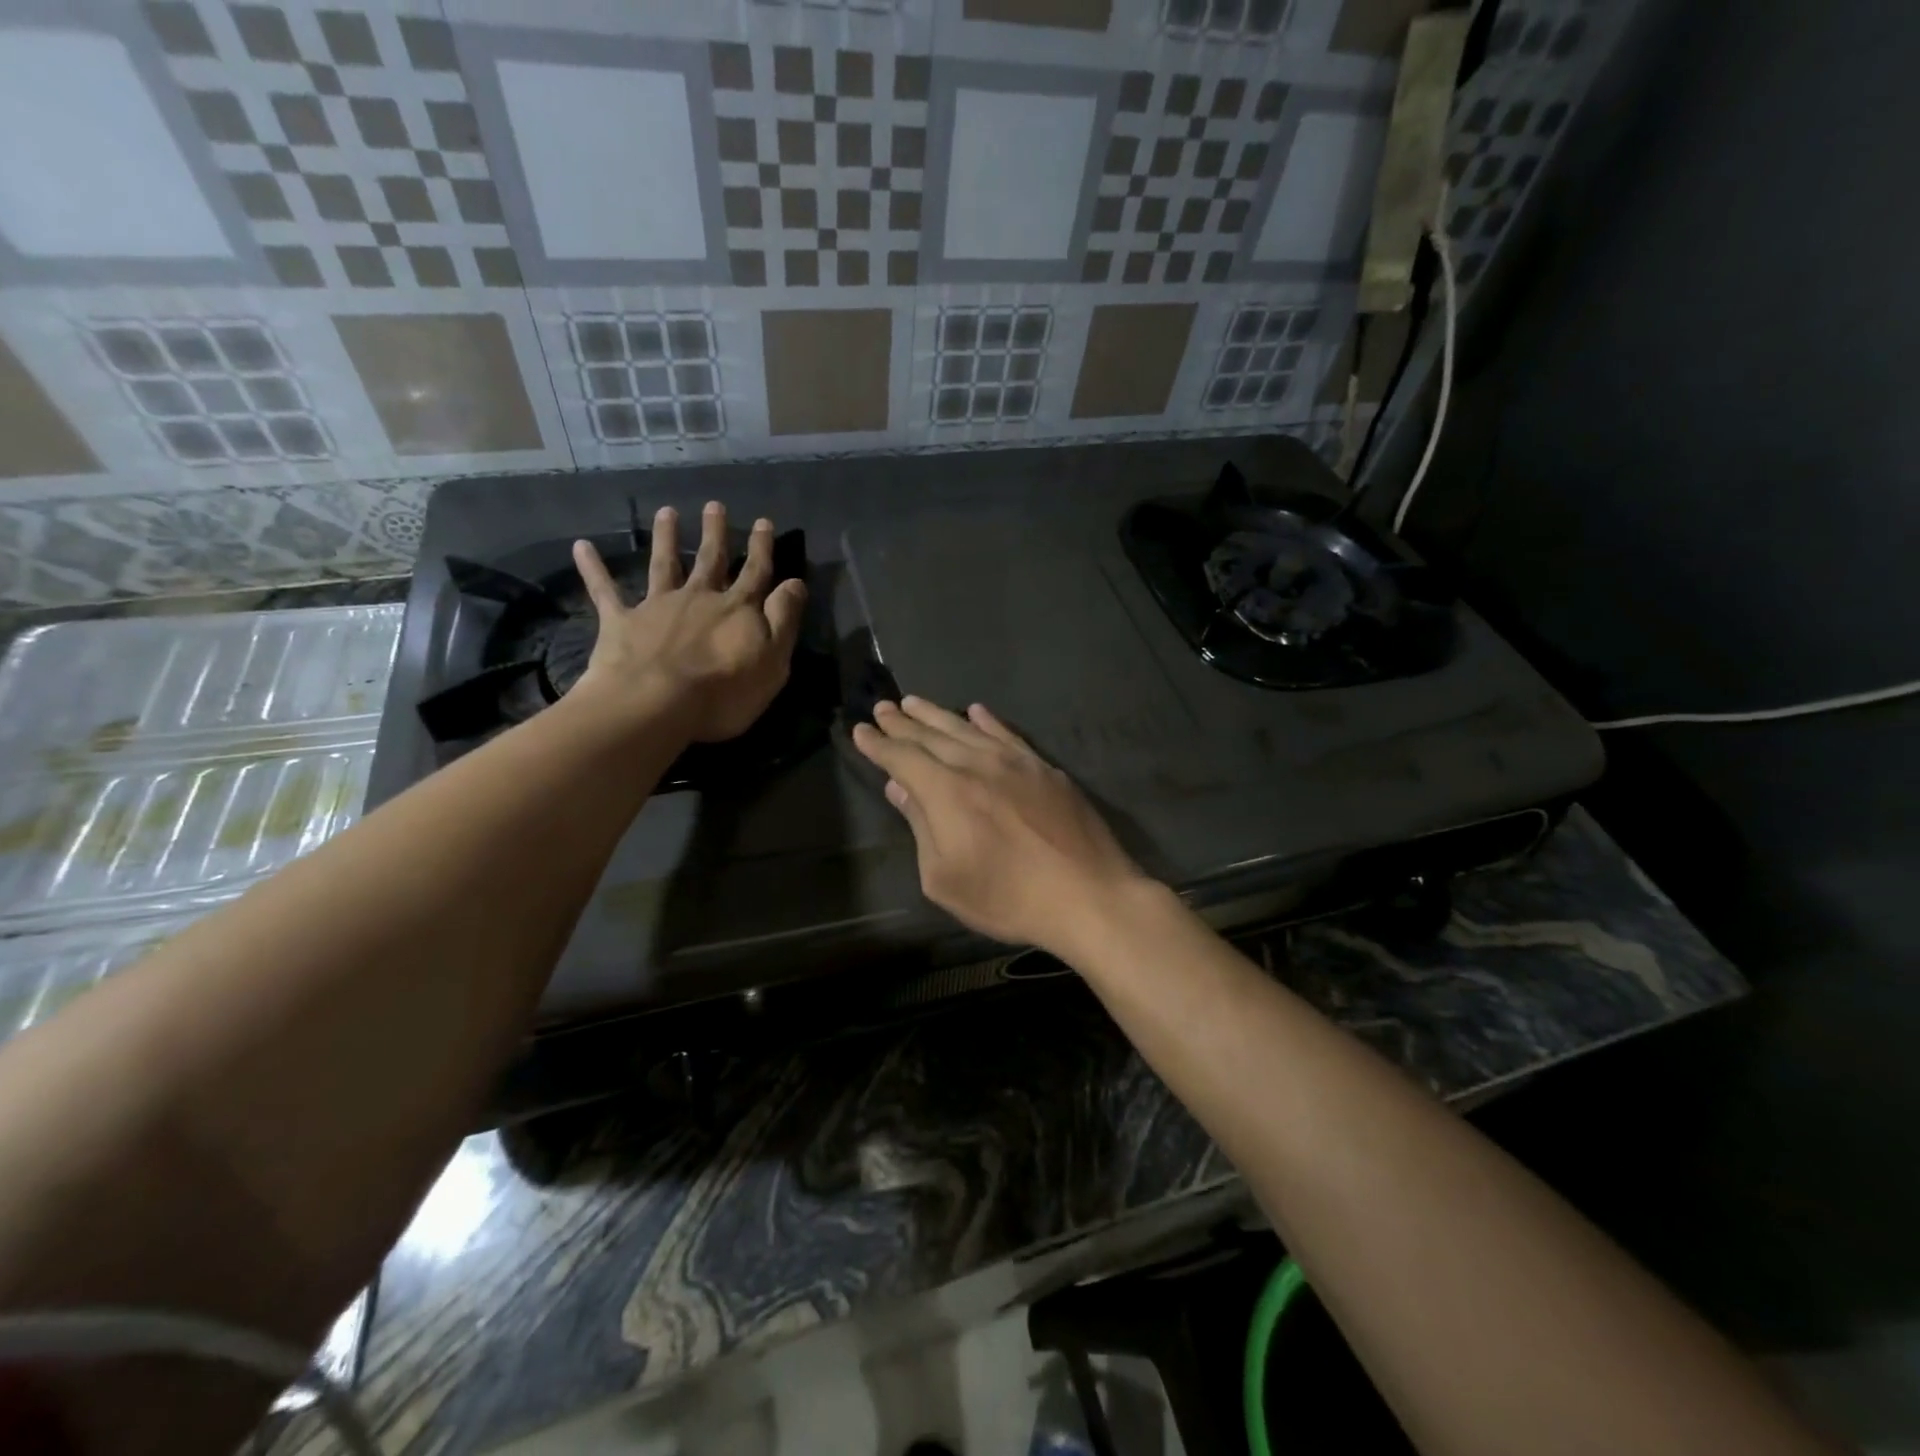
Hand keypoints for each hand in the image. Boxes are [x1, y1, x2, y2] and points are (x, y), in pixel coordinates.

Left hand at [573, 501, 806, 742]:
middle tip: (714, 506)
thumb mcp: (773, 660)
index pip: (755, 572)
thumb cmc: (725, 690)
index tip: (763, 522)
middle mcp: (699, 598)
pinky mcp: (622, 622)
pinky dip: (593, 569)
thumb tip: (795, 582)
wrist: (657, 704)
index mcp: (737, 609)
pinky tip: (581, 546)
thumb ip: (784, 619)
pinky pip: (605, 591)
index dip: (761, 548)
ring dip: (666, 538)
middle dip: (715, 533)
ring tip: (666, 512)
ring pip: (663, 565)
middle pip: (710, 560)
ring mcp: (658, 607)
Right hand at [851, 696, 1151, 956]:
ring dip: (937, 714)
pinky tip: (976, 711)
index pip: (903, 757)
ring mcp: (1015, 761)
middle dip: (902, 722)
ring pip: (967, 728)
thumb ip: (921, 827)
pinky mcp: (1045, 768)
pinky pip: (1008, 734)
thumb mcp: (946, 878)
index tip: (861, 730)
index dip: (879, 744)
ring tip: (914, 702)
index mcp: (947, 791)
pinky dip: (987, 721)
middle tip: (882, 707)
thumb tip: (900, 787)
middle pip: (932, 735)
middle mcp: (977, 764)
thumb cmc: (1009, 897)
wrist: (1088, 894)